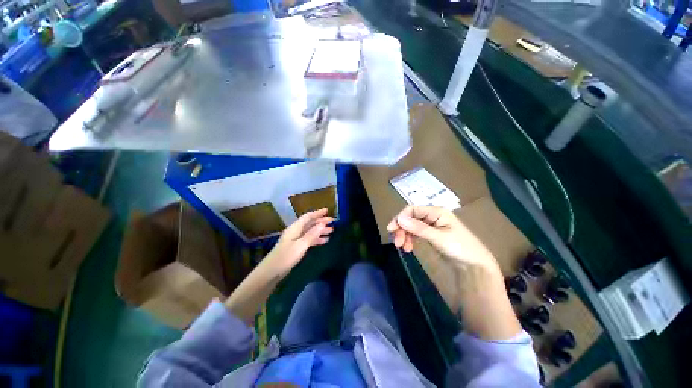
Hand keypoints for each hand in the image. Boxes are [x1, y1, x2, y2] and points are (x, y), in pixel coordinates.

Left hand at [266, 208, 333, 274]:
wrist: (271, 272)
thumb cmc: (285, 257)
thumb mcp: (300, 245)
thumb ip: (312, 234)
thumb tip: (322, 224)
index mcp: (295, 228)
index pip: (308, 217)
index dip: (317, 213)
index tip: (327, 210)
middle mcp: (296, 231)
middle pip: (310, 224)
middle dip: (321, 222)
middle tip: (333, 222)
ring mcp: (296, 239)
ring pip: (310, 232)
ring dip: (320, 231)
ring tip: (331, 231)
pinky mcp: (296, 247)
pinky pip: (309, 240)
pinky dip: (317, 239)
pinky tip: (325, 241)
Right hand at [387, 206, 498, 273]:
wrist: (475, 266)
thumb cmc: (460, 248)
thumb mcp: (439, 237)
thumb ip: (418, 228)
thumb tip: (399, 219)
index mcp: (436, 212)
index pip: (412, 210)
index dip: (400, 218)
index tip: (391, 230)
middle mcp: (432, 216)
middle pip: (410, 218)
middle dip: (401, 229)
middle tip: (397, 243)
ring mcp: (431, 225)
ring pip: (411, 226)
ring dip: (404, 235)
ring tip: (403, 247)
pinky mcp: (431, 235)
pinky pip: (415, 233)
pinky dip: (410, 239)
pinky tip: (408, 247)